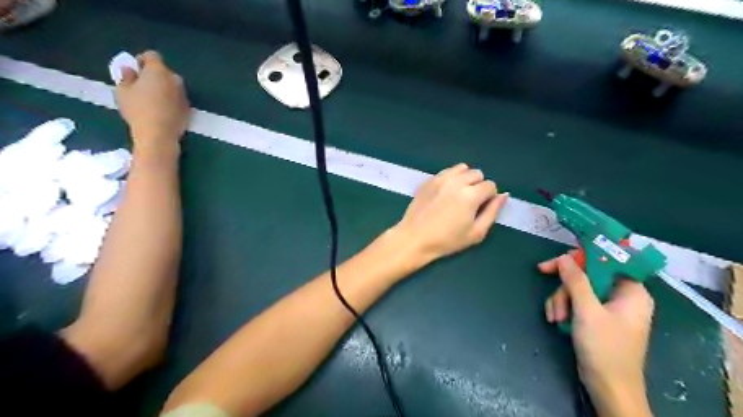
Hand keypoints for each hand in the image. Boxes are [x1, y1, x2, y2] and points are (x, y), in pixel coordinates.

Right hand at [116, 50, 189, 155]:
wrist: (160, 134)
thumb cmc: (138, 110)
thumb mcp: (122, 91)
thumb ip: (126, 76)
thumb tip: (130, 70)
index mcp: (159, 71)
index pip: (152, 56)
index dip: (142, 60)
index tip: (135, 70)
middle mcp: (175, 80)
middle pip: (164, 71)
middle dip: (153, 75)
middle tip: (141, 86)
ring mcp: (184, 94)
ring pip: (172, 86)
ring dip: (163, 88)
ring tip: (150, 99)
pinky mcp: (188, 108)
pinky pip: (177, 98)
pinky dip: (170, 100)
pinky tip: (161, 110)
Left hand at [394, 162, 511, 263]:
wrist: (415, 238)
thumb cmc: (447, 240)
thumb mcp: (476, 233)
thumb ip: (492, 212)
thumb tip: (504, 195)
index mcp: (470, 195)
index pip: (490, 185)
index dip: (489, 197)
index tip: (480, 208)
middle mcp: (456, 182)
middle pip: (477, 173)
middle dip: (478, 186)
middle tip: (470, 202)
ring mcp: (440, 178)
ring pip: (462, 168)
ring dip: (465, 178)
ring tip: (459, 194)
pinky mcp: (429, 180)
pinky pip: (447, 171)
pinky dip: (451, 178)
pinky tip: (446, 192)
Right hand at [538, 254, 650, 416]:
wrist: (608, 388)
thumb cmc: (605, 348)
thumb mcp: (587, 311)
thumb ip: (576, 280)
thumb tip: (564, 256)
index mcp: (631, 291)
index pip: (605, 261)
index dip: (580, 258)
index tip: (555, 263)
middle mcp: (620, 296)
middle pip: (585, 276)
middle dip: (565, 288)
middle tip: (552, 297)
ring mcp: (607, 308)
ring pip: (576, 289)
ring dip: (560, 301)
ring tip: (556, 318)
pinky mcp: (595, 318)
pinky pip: (574, 302)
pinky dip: (563, 309)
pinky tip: (557, 321)